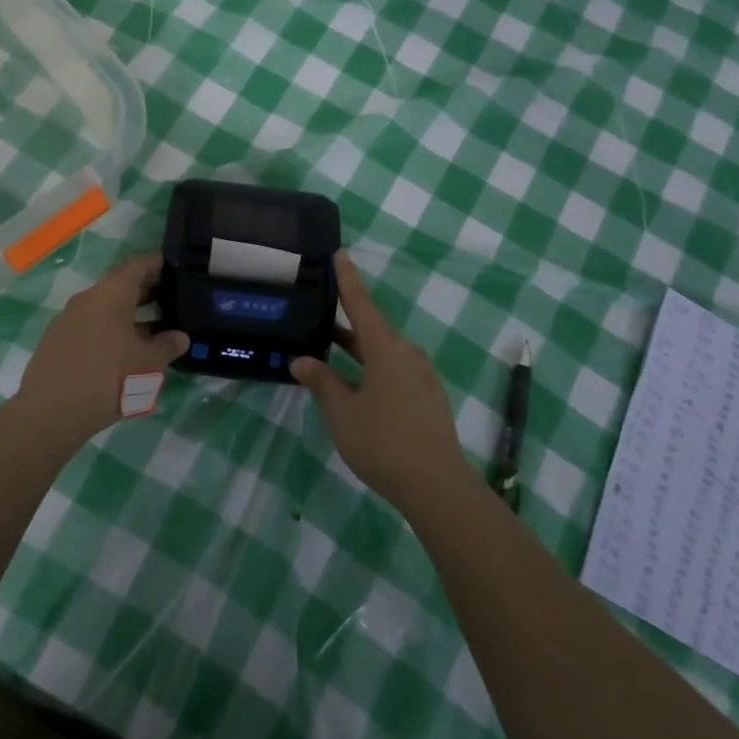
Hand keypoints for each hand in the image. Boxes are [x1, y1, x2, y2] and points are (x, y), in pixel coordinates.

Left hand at [13, 253, 188, 449]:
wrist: (50, 414)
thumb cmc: (108, 379)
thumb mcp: (148, 364)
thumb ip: (167, 346)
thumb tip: (180, 337)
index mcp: (110, 294)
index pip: (137, 265)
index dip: (158, 264)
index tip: (176, 269)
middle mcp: (87, 299)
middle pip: (120, 286)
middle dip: (147, 293)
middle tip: (172, 302)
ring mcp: (68, 320)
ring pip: (105, 309)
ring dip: (129, 317)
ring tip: (154, 332)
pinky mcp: (57, 342)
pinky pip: (91, 327)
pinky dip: (111, 332)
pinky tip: (124, 355)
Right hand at [291, 252, 467, 509]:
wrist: (438, 485)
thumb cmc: (384, 442)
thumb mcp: (343, 412)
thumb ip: (322, 382)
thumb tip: (301, 360)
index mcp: (386, 348)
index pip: (361, 303)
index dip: (347, 278)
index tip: (340, 253)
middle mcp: (407, 353)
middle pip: (372, 328)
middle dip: (345, 320)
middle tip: (319, 309)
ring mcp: (421, 375)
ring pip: (383, 351)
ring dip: (357, 348)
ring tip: (329, 348)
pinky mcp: (428, 396)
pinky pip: (395, 369)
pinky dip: (372, 367)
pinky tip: (356, 383)